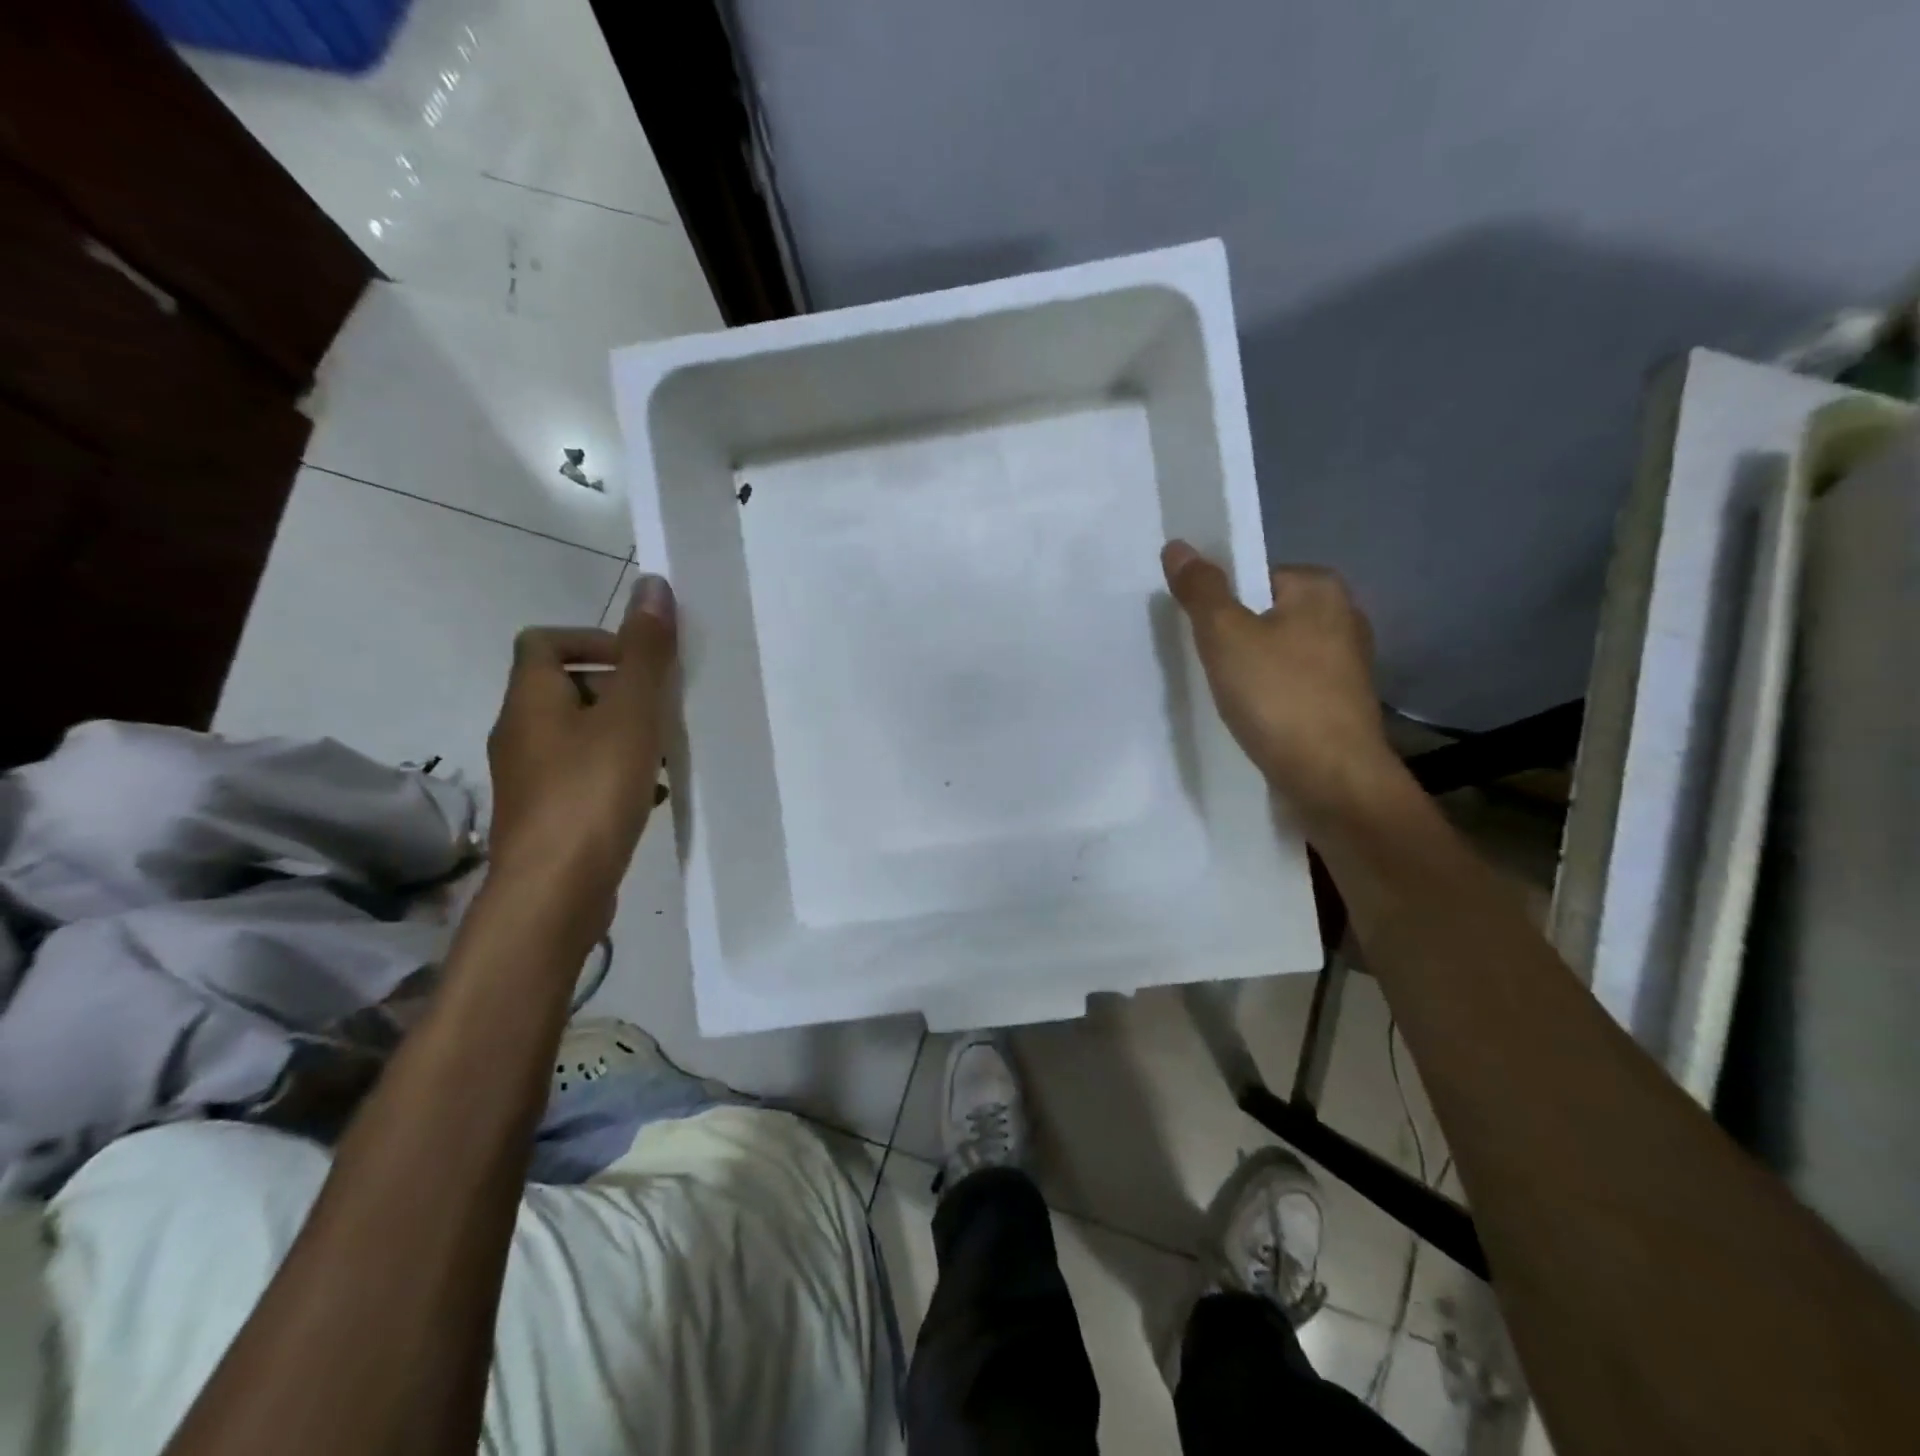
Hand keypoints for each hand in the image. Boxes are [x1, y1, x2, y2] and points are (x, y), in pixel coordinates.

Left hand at [485, 574, 677, 926]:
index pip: (543, 640)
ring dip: (621, 731)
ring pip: (577, 734)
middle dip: (618, 688)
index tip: (639, 663)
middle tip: (662, 707)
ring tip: (664, 748)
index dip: (592, 640)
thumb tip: (653, 584)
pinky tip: (651, 791)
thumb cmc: (592, 791)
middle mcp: (520, 732)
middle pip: (564, 687)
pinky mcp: (546, 815)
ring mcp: (529, 778)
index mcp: (530, 699)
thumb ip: (646, 652)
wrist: (555, 891)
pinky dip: (616, 770)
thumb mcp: (631, 714)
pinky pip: (583, 773)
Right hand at [1161, 541, 1403, 826]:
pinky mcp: (1340, 703)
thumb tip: (1177, 546)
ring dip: (1247, 669)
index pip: (1255, 576)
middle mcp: (1342, 618)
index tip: (1196, 631)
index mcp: (1322, 589)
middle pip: (1265, 614)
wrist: (1331, 779)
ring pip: (1276, 653)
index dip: (1220, 600)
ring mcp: (1346, 664)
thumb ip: (1201, 590)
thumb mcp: (1225, 636)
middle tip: (1202, 663)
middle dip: (1232, 637)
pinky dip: (1267, 695)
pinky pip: (1289, 685)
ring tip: (1222, 694)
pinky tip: (1249, 716)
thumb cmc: (1278, 697)